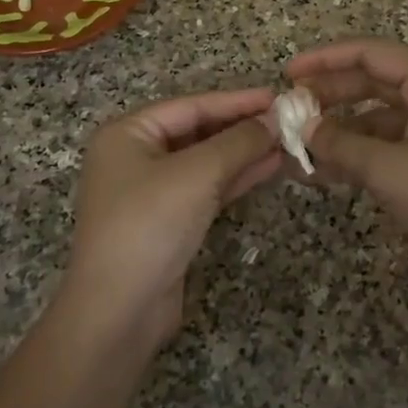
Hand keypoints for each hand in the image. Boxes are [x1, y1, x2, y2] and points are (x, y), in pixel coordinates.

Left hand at [62, 88, 280, 349]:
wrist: (119, 310)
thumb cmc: (150, 225)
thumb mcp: (197, 174)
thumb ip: (239, 142)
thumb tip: (276, 118)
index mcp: (128, 133)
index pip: (192, 106)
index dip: (237, 101)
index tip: (278, 96)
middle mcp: (136, 156)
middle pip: (198, 131)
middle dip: (243, 127)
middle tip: (289, 120)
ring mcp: (151, 191)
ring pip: (206, 161)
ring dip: (245, 153)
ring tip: (288, 142)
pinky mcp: (168, 221)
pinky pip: (206, 188)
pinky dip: (236, 178)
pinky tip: (270, 168)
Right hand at [286, 39, 407, 311]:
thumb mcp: (390, 170)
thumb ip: (341, 145)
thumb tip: (302, 128)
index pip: (369, 53)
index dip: (325, 59)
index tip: (288, 74)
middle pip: (370, 82)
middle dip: (328, 96)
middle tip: (288, 112)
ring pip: (375, 117)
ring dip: (339, 131)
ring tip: (299, 148)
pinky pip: (386, 145)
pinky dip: (357, 155)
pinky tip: (325, 173)